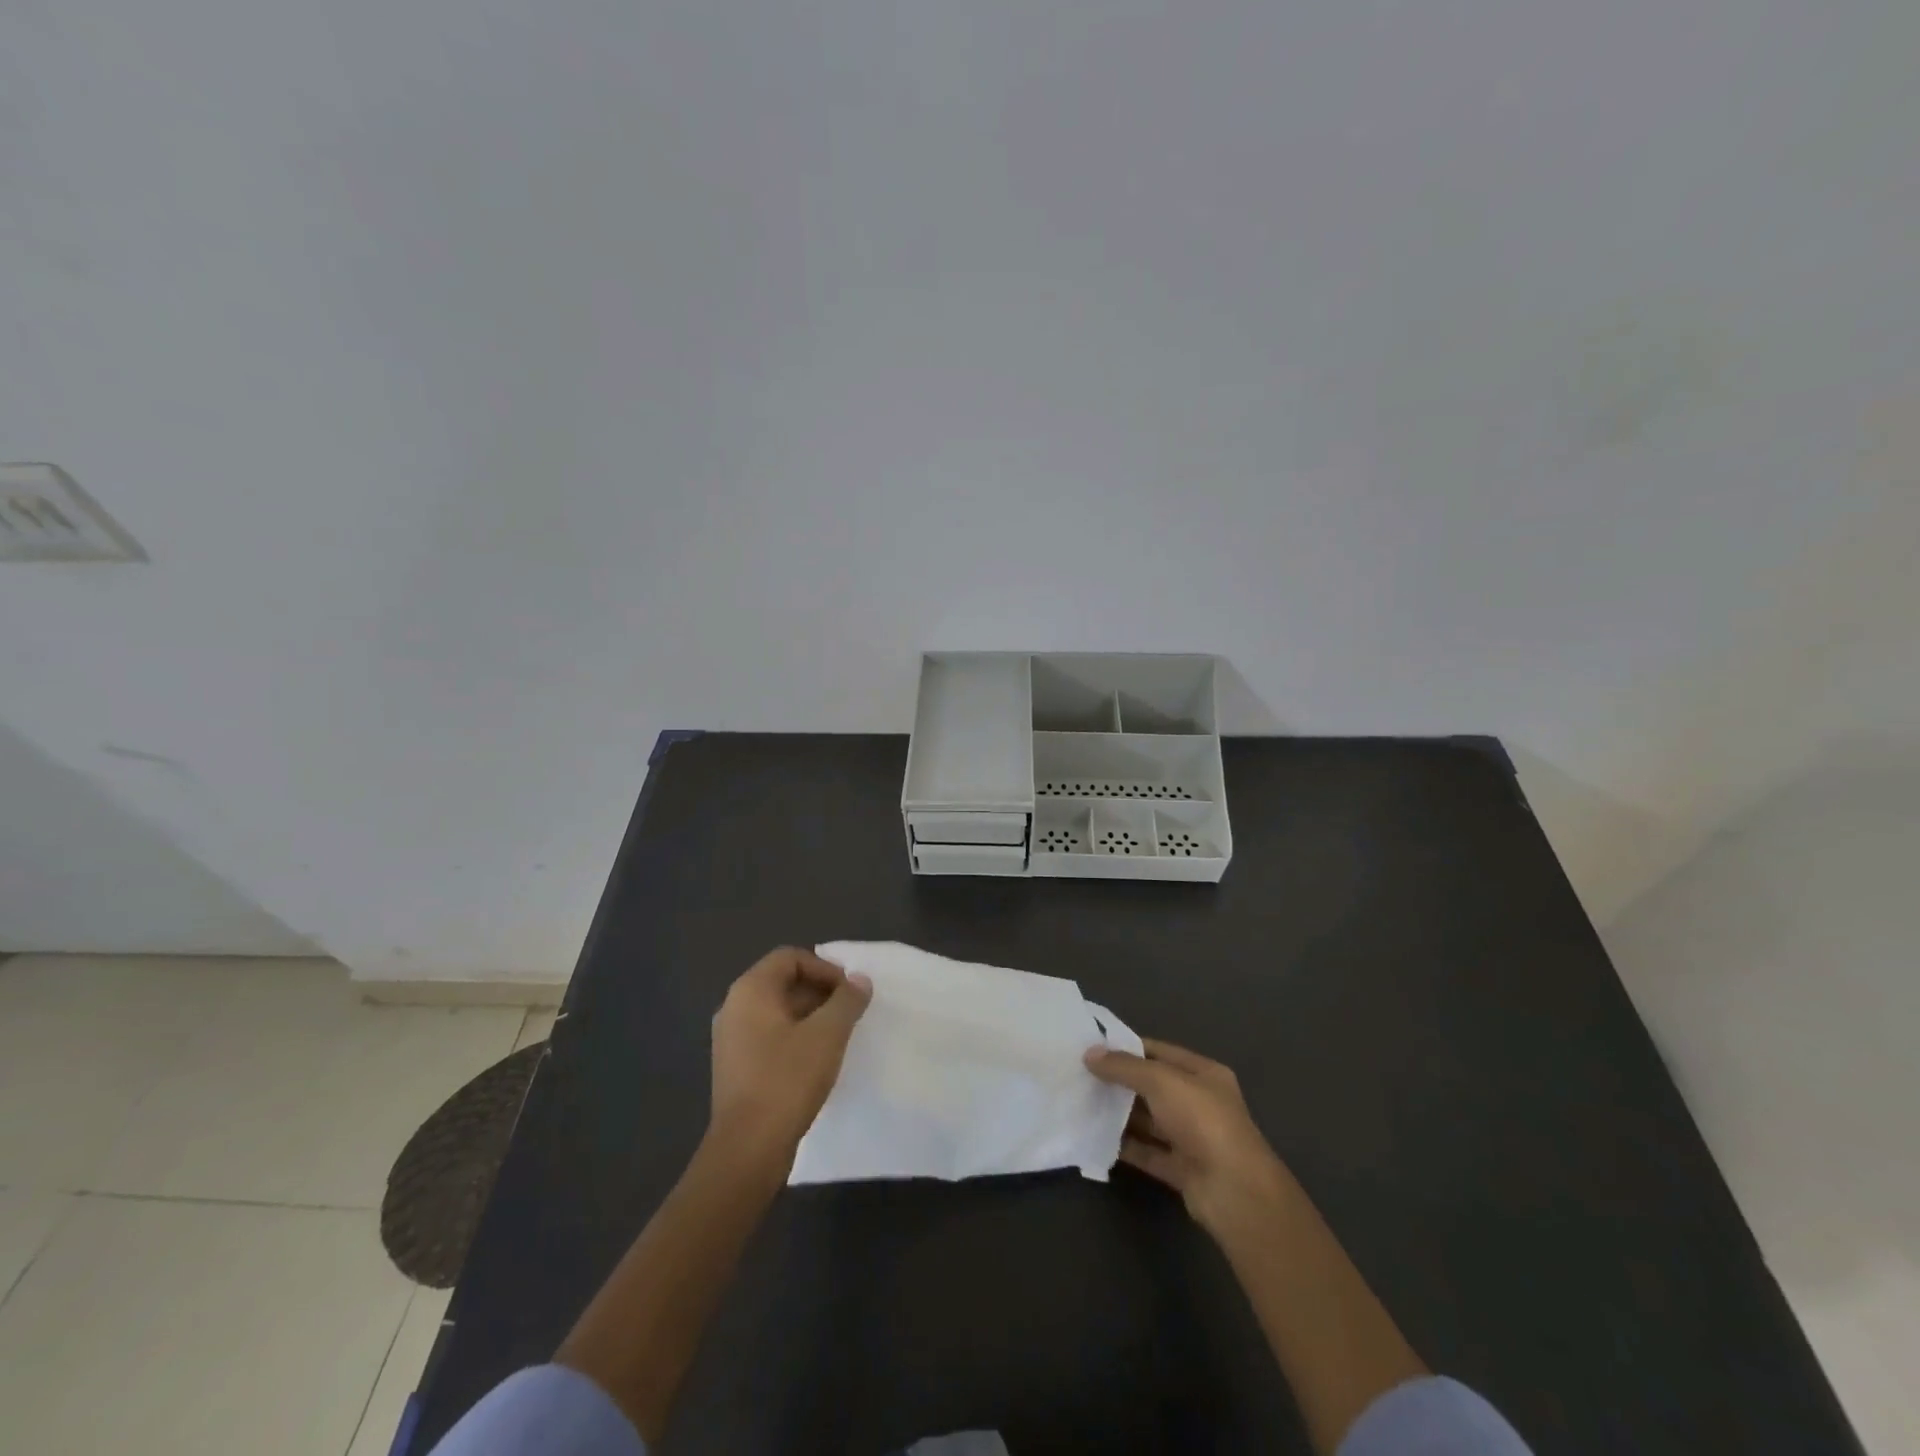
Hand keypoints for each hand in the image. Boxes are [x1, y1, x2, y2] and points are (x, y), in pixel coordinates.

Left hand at [709, 946, 871, 1168]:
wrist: (747, 1149)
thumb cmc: (787, 1080)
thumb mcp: (827, 1034)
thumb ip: (847, 1000)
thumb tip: (860, 980)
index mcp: (750, 990)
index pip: (790, 958)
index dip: (824, 968)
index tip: (849, 992)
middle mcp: (734, 1007)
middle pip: (783, 982)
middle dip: (820, 992)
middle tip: (849, 1013)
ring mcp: (731, 1039)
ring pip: (778, 1011)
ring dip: (811, 1016)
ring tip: (838, 1037)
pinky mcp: (735, 1067)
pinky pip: (769, 1036)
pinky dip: (795, 1038)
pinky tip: (817, 1061)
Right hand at [1085, 1037, 1297, 1241]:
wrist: (1235, 1191)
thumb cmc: (1202, 1121)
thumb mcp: (1161, 1081)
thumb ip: (1124, 1067)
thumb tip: (1089, 1054)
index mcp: (1203, 1074)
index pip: (1160, 1052)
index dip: (1128, 1048)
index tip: (1093, 1049)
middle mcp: (1199, 1103)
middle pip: (1153, 1086)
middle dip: (1120, 1082)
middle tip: (1081, 1076)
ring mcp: (1192, 1138)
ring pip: (1149, 1120)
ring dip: (1120, 1114)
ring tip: (1083, 1104)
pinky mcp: (1182, 1170)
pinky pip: (1148, 1152)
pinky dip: (1126, 1146)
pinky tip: (1097, 1138)